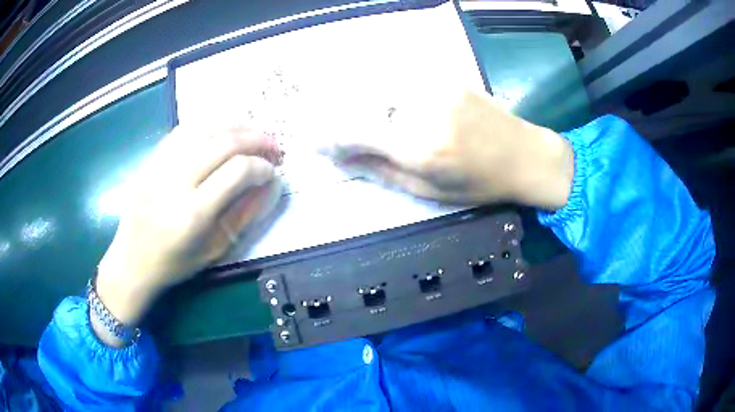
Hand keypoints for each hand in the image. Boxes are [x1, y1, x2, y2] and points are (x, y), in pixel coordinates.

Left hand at [93, 125, 281, 345]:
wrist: (131, 260)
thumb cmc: (174, 263)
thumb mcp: (215, 250)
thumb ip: (245, 214)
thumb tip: (272, 184)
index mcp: (193, 213)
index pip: (238, 171)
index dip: (262, 167)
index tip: (273, 172)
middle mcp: (175, 181)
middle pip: (224, 142)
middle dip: (257, 139)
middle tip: (273, 146)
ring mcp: (160, 164)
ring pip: (205, 127)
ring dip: (236, 125)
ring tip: (253, 132)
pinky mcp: (151, 158)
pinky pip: (184, 129)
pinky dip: (209, 124)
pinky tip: (222, 130)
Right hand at [321, 89, 573, 209]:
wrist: (526, 156)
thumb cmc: (480, 185)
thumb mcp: (429, 191)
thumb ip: (381, 171)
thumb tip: (343, 159)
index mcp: (419, 147)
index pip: (354, 131)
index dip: (330, 136)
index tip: (320, 143)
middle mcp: (422, 110)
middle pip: (362, 104)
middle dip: (345, 120)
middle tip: (343, 136)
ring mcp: (435, 87)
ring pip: (379, 86)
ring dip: (365, 103)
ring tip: (370, 123)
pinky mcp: (445, 77)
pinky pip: (402, 79)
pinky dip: (387, 91)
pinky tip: (393, 106)